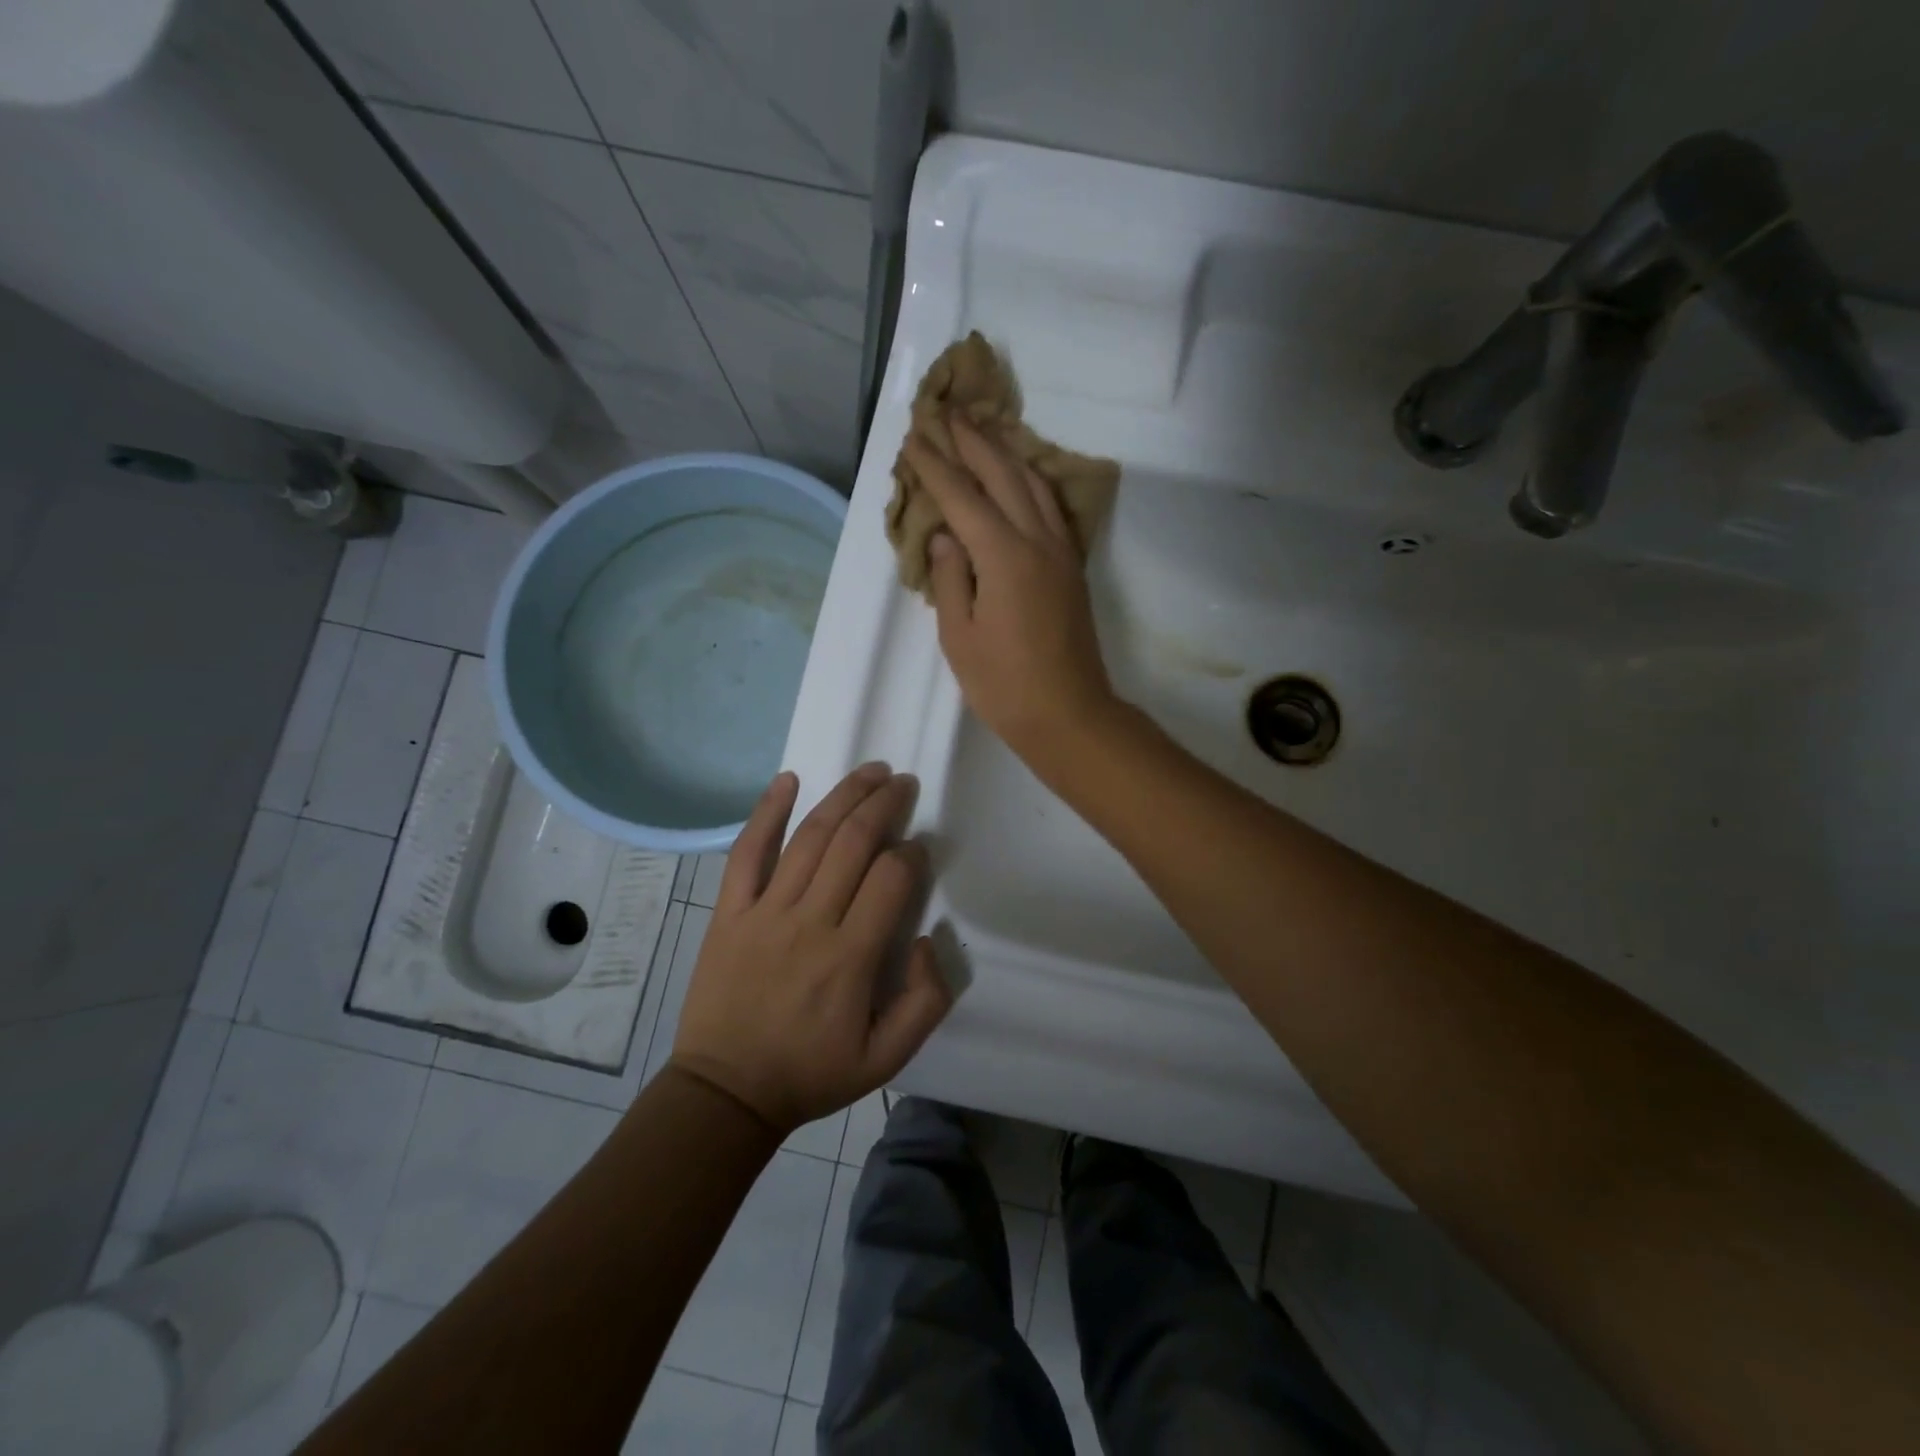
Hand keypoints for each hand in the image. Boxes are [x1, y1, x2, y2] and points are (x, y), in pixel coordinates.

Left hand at [669, 764, 951, 1132]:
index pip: (890, 879)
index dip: (911, 853)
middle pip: (853, 843)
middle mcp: (809, 922)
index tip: (918, 847)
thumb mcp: (887, 1058)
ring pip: (810, 837)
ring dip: (843, 796)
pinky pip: (747, 852)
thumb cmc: (811, 1072)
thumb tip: (929, 938)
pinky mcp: (729, 911)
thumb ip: (926, 1001)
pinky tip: (788, 779)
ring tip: (870, 771)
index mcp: (851, 957)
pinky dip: (767, 812)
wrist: (726, 1092)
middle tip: (903, 783)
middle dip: (884, 805)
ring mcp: (764, 911)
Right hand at [904, 414, 1118, 766]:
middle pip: (1003, 475)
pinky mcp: (1072, 567)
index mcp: (1003, 557)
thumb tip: (946, 537)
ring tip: (983, 430)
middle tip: (947, 411)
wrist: (1069, 715)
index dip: (935, 466)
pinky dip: (1032, 480)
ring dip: (1006, 452)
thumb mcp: (960, 638)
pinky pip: (1051, 507)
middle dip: (973, 441)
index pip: (962, 497)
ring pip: (1034, 484)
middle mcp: (1037, 541)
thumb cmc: (1005, 686)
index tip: (914, 438)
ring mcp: (1061, 552)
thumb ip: (951, 579)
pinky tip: (1022, 476)